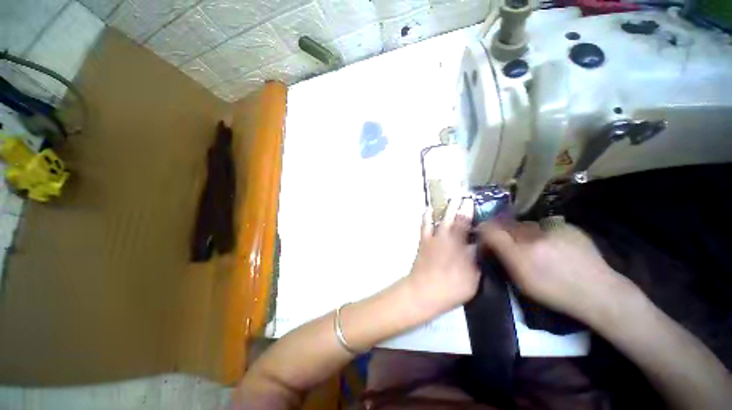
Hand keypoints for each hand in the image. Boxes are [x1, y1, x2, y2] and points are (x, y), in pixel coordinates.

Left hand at [407, 198, 480, 317]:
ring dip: (445, 208)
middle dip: (459, 206)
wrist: (424, 291)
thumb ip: (476, 260)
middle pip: (454, 218)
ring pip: (440, 219)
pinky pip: (425, 225)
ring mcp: (433, 238)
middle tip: (463, 195)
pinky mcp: (423, 242)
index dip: (470, 212)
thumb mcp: (473, 277)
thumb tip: (479, 247)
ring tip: (450, 199)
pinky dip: (426, 216)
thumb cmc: (451, 287)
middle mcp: (447, 238)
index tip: (473, 202)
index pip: (467, 225)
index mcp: (460, 245)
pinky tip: (428, 209)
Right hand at [478, 220, 634, 324]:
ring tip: (533, 245)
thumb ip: (502, 258)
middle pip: (507, 224)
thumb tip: (488, 243)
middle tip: (509, 243)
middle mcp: (533, 237)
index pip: (490, 230)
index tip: (484, 237)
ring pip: (525, 224)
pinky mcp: (567, 226)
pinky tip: (552, 244)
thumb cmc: (555, 293)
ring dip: (523, 232)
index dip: (484, 230)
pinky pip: (545, 225)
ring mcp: (552, 229)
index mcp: (520, 255)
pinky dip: (542, 232)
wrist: (599, 293)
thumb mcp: (521, 282)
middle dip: (503, 231)